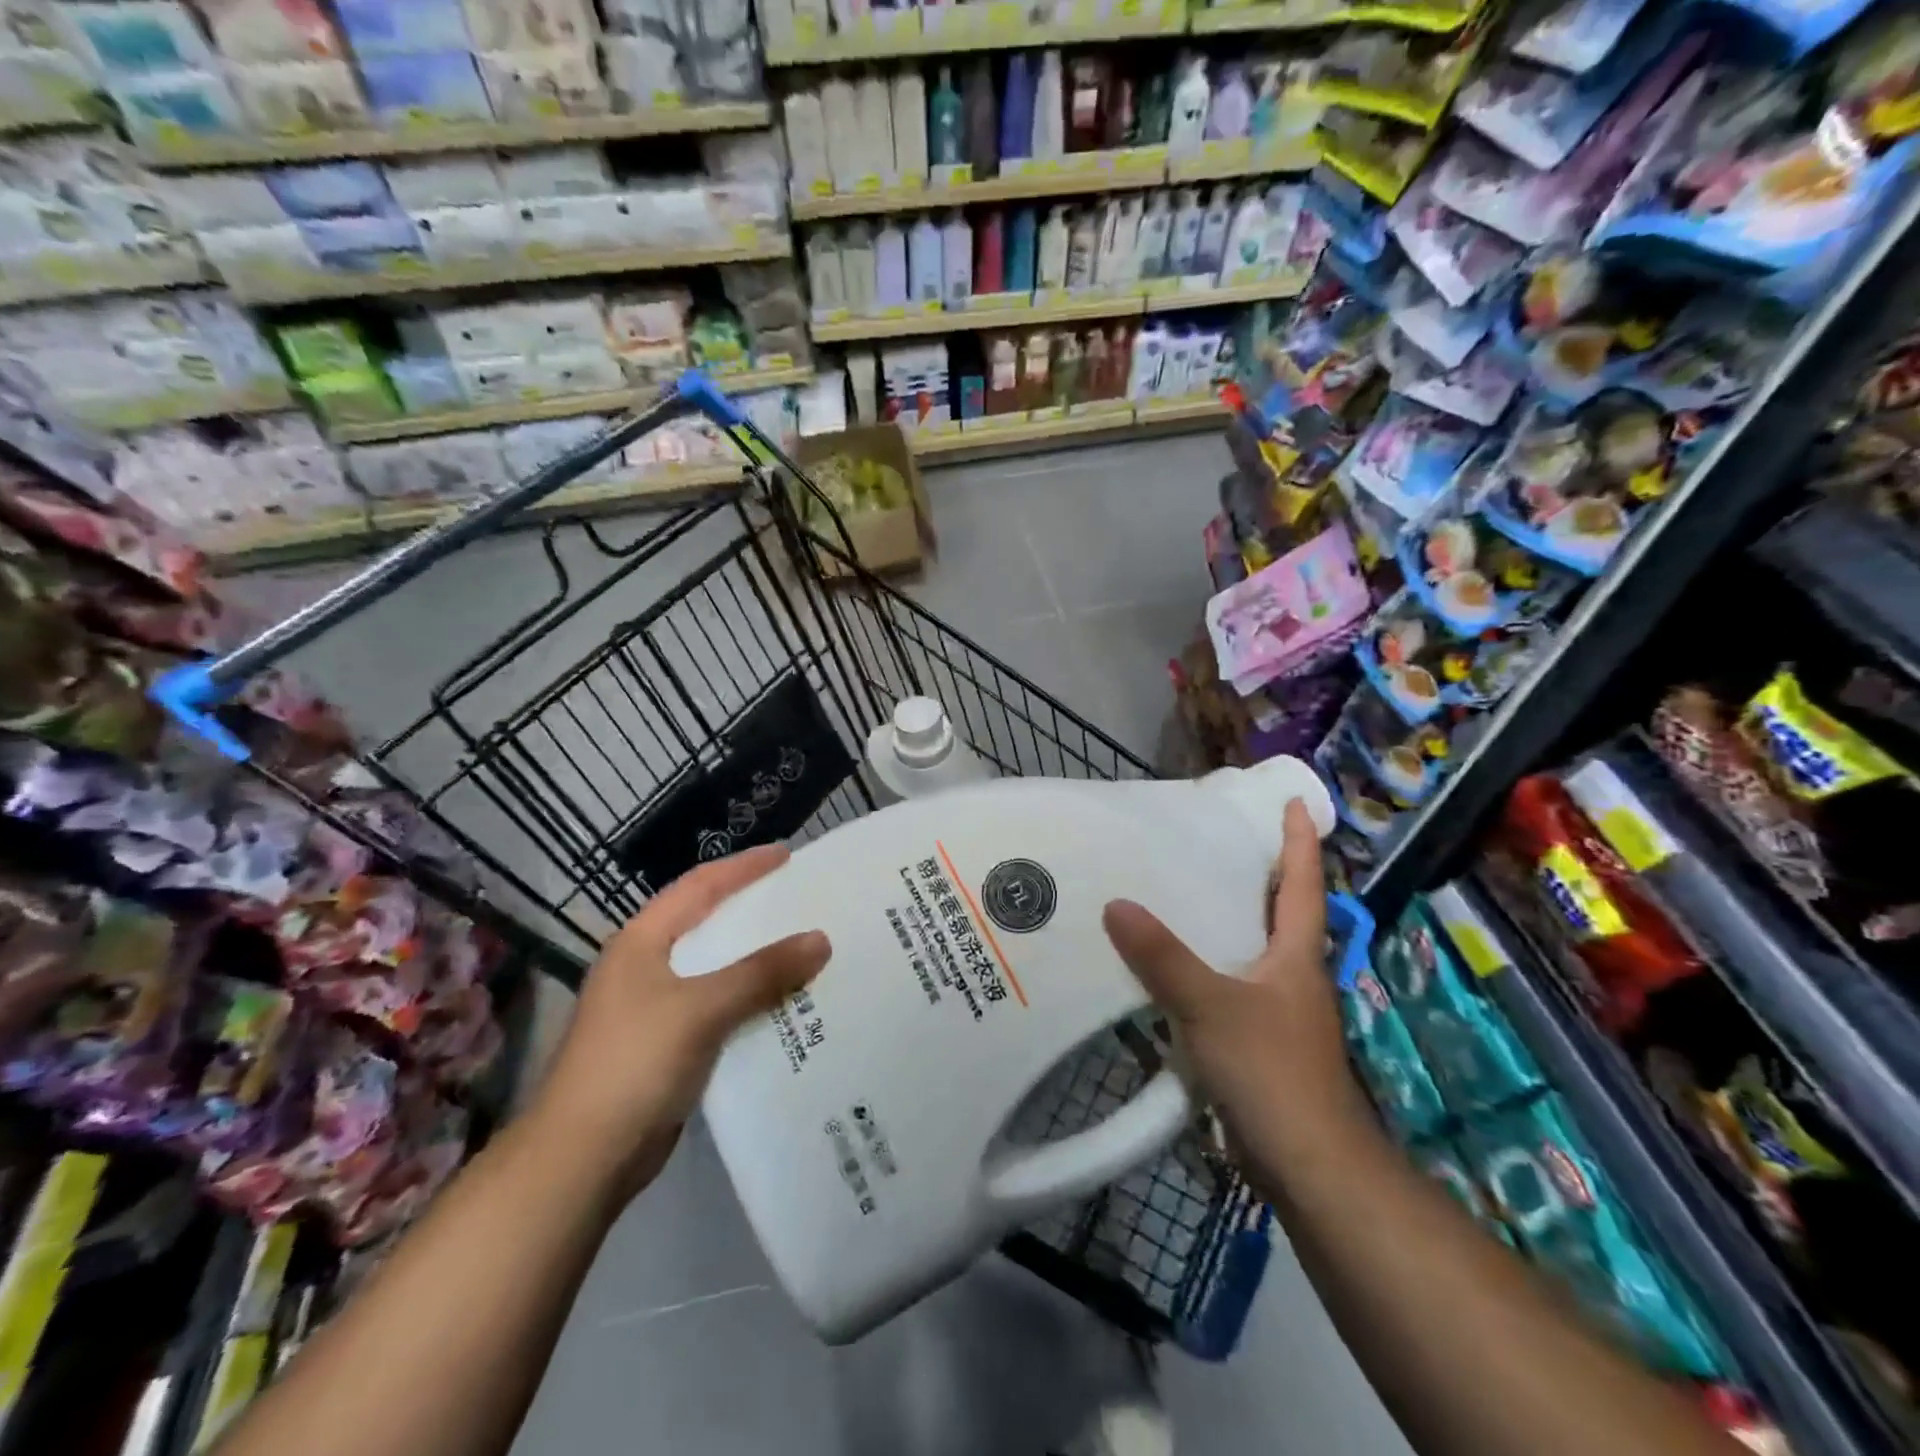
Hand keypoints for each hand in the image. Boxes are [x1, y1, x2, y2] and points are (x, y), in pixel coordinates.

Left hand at [531, 845, 830, 1201]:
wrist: (581, 1160)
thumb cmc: (634, 1063)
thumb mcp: (702, 1008)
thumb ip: (762, 972)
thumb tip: (821, 939)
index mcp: (642, 942)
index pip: (700, 887)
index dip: (744, 867)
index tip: (788, 855)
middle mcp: (646, 967)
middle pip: (709, 924)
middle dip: (755, 910)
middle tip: (804, 900)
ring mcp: (654, 1009)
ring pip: (717, 969)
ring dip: (757, 960)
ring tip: (806, 948)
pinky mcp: (667, 1047)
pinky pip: (719, 1008)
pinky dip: (751, 1001)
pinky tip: (786, 1005)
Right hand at [1102, 799, 1366, 1165]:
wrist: (1308, 1167)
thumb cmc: (1272, 1071)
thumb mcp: (1212, 1006)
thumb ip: (1163, 957)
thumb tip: (1116, 904)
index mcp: (1297, 954)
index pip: (1303, 884)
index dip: (1300, 841)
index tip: (1295, 802)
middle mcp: (1292, 975)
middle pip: (1278, 912)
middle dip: (1256, 874)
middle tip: (1215, 840)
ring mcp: (1278, 1011)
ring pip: (1250, 950)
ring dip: (1226, 921)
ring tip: (1178, 894)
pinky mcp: (1258, 1043)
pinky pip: (1228, 987)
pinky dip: (1204, 967)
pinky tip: (1168, 969)